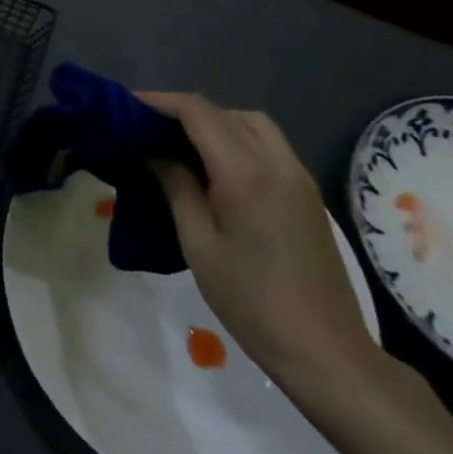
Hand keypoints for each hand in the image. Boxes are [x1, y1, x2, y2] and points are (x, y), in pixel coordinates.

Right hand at [139, 92, 380, 392]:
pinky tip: (214, 167)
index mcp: (247, 173)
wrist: (325, 351)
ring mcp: (298, 178)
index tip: (127, 107)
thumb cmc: (250, 300)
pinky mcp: (307, 195)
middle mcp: (278, 164)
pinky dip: (236, 140)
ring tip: (179, 145)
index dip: (160, 102)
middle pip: (227, 112)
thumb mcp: (198, 242)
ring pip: (253, 125)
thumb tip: (153, 151)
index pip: (199, 112)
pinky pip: (268, 146)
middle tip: (149, 128)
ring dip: (215, 123)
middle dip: (186, 111)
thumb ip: (176, 186)